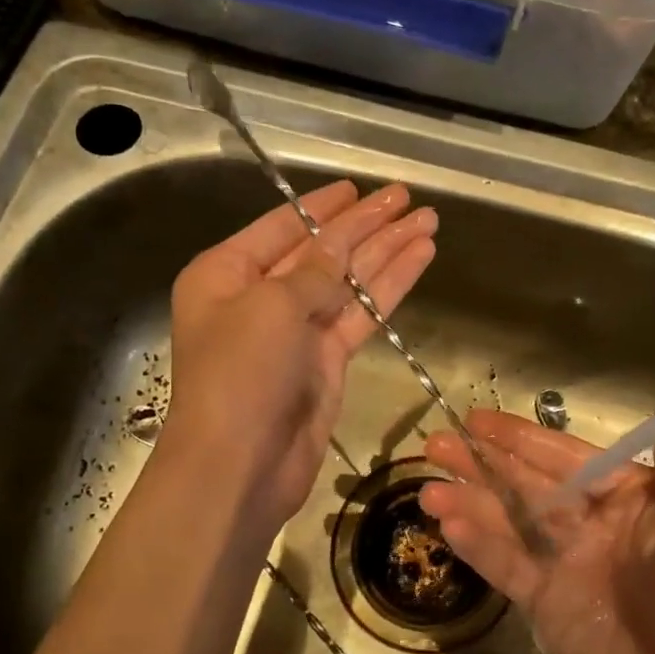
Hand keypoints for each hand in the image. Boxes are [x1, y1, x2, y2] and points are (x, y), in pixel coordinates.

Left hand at [163, 180, 435, 532]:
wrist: (240, 466)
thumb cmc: (239, 373)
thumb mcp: (272, 305)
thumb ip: (314, 270)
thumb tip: (340, 245)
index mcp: (226, 274)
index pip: (282, 227)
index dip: (323, 207)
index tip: (357, 187)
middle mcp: (260, 297)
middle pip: (322, 251)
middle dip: (365, 225)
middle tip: (407, 198)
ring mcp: (296, 331)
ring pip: (349, 281)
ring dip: (387, 251)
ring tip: (428, 221)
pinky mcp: (326, 361)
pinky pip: (362, 314)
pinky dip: (390, 287)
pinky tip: (420, 258)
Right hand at [420, 384, 654, 653]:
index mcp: (630, 499)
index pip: (567, 457)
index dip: (522, 437)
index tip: (478, 420)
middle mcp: (593, 525)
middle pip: (528, 484)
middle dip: (483, 463)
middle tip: (435, 443)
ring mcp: (567, 566)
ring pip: (510, 523)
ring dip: (470, 503)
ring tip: (426, 488)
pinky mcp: (549, 607)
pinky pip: (508, 568)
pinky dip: (479, 547)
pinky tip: (447, 527)